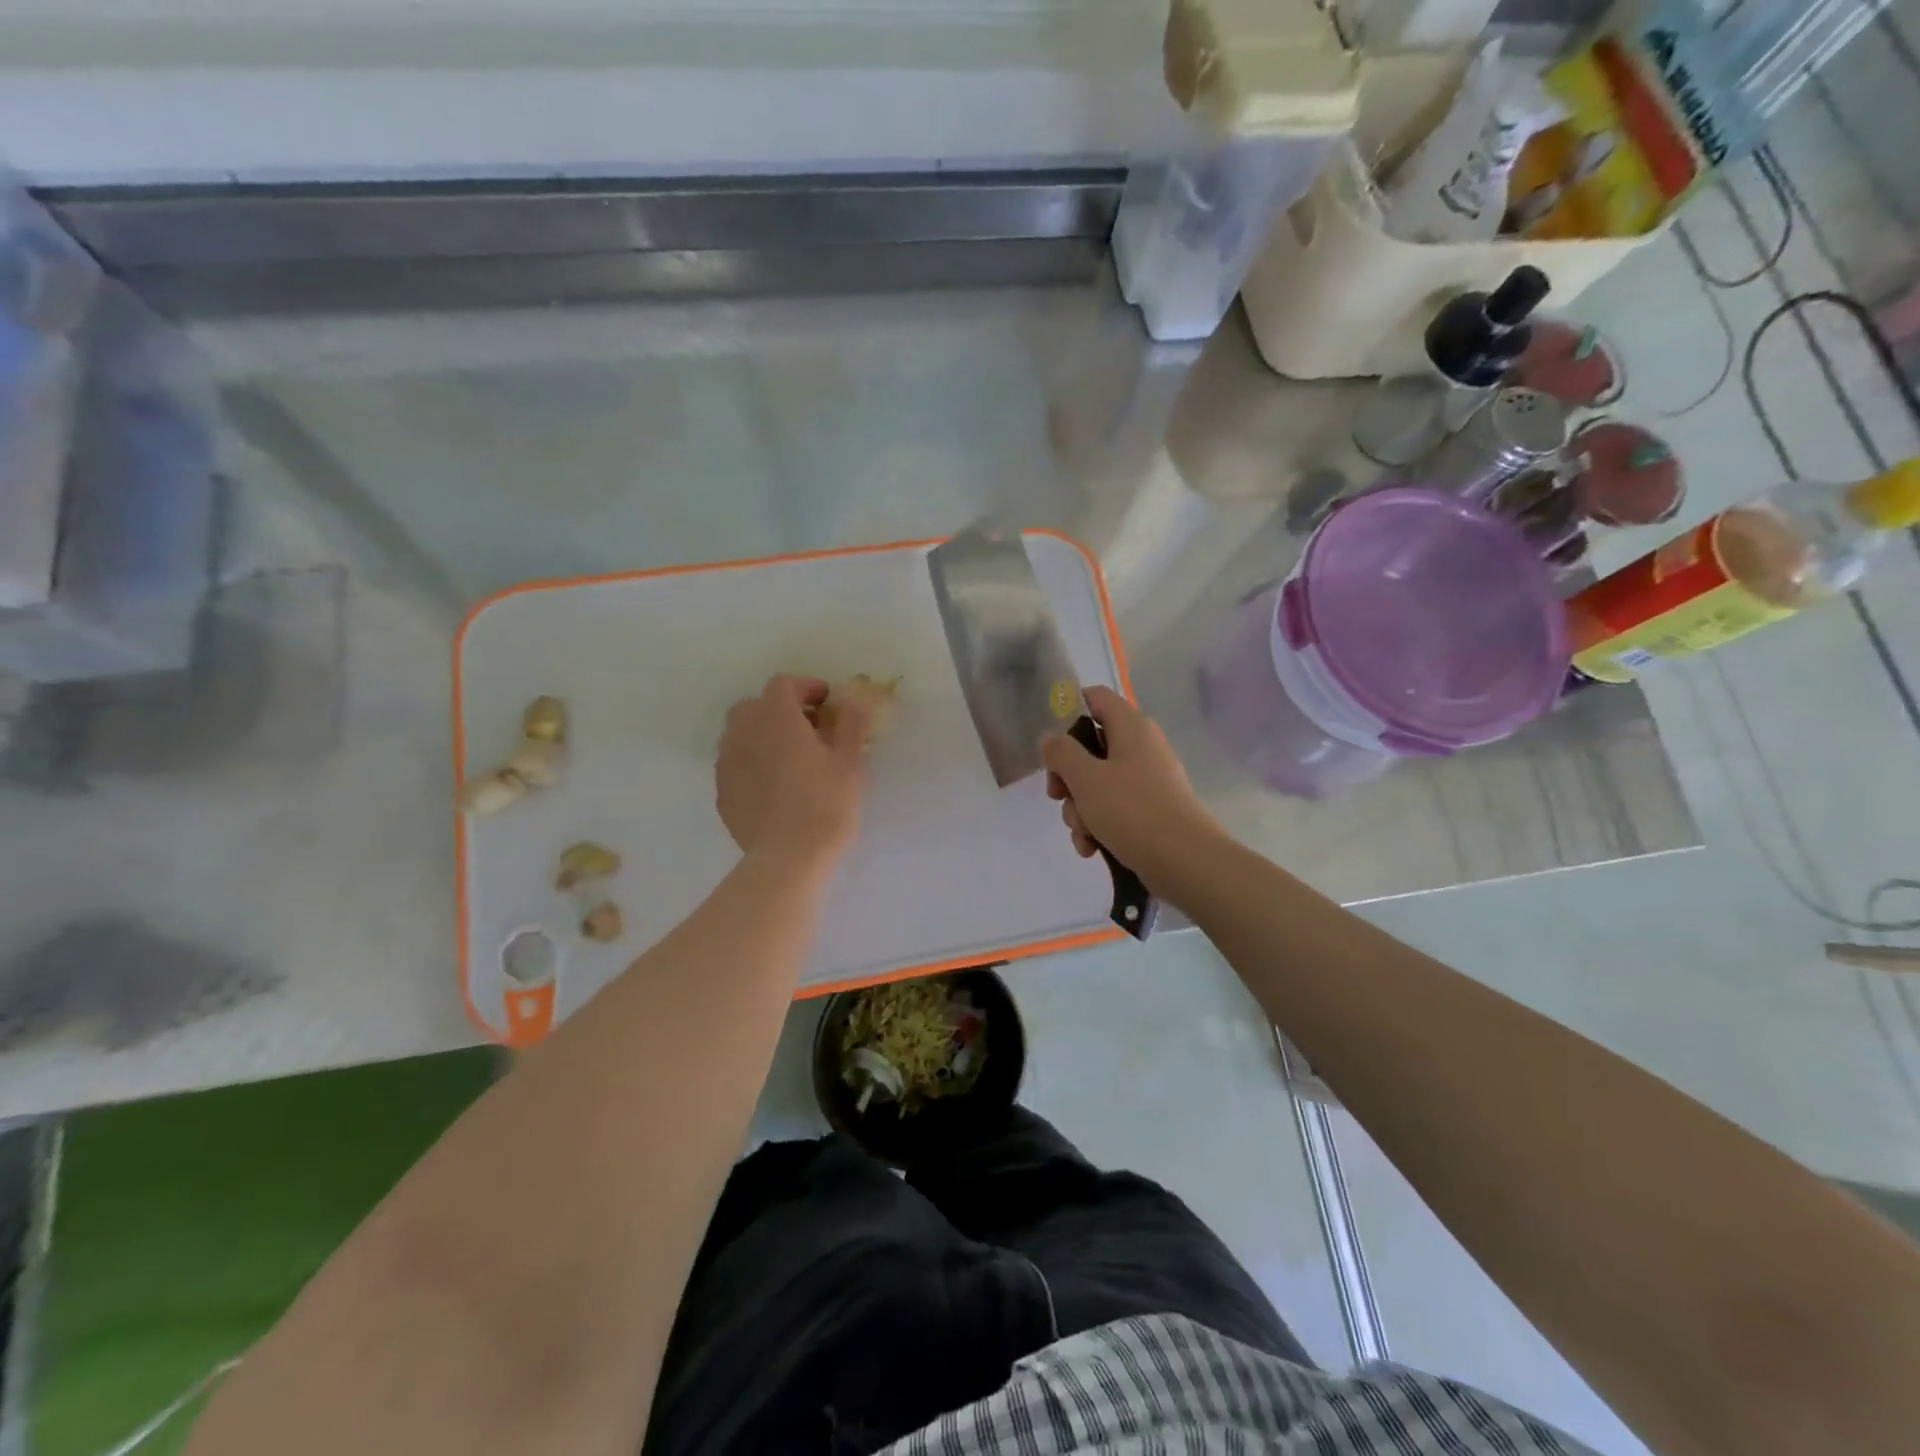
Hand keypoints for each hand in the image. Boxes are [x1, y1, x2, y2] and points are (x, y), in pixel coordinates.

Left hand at [717, 675, 871, 869]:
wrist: (788, 857)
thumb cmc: (826, 802)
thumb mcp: (850, 759)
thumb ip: (851, 721)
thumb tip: (853, 699)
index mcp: (775, 716)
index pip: (784, 684)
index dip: (807, 688)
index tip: (828, 704)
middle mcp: (743, 731)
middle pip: (756, 705)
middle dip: (782, 710)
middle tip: (811, 730)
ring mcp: (727, 762)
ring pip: (742, 734)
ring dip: (765, 735)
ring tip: (792, 758)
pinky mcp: (722, 791)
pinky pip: (737, 763)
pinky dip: (754, 762)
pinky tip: (776, 785)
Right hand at [1042, 686, 1223, 895]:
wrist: (1186, 862)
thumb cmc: (1132, 811)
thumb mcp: (1086, 778)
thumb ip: (1061, 753)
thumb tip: (1050, 738)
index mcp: (1130, 726)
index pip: (1095, 697)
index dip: (1067, 712)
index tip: (1049, 742)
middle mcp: (1141, 747)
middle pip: (1090, 747)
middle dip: (1068, 776)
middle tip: (1057, 796)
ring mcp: (1148, 780)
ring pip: (1098, 783)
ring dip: (1080, 809)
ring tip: (1083, 833)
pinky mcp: (1151, 810)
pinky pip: (1114, 809)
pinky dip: (1098, 826)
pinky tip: (1092, 848)